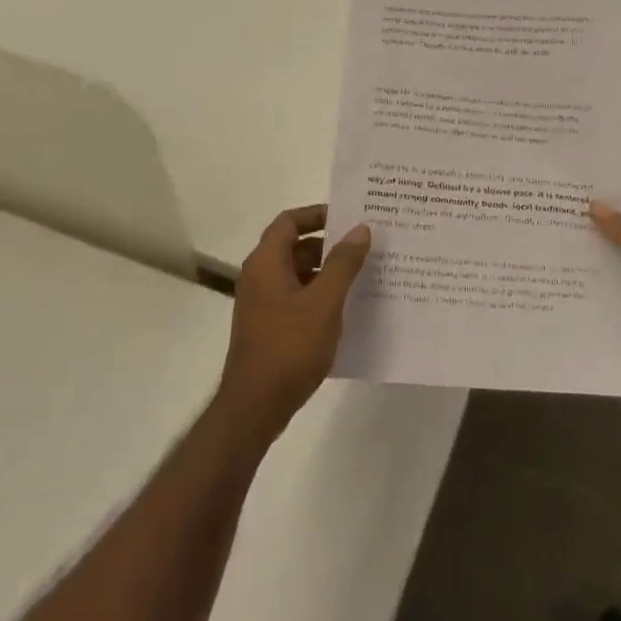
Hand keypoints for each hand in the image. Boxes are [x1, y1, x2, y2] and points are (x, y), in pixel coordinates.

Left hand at [220, 206, 371, 437]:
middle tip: (365, 246)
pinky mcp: (269, 326)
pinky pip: (297, 297)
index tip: (349, 217)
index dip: (318, 214)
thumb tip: (360, 229)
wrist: (255, 406)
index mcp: (266, 263)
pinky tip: (347, 308)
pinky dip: (319, 295)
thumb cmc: (289, 347)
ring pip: (298, 274)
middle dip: (329, 245)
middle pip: (295, 246)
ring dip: (327, 271)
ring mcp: (262, 303)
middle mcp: (259, 277)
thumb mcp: (324, 302)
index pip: (289, 221)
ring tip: (364, 276)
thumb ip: (343, 263)